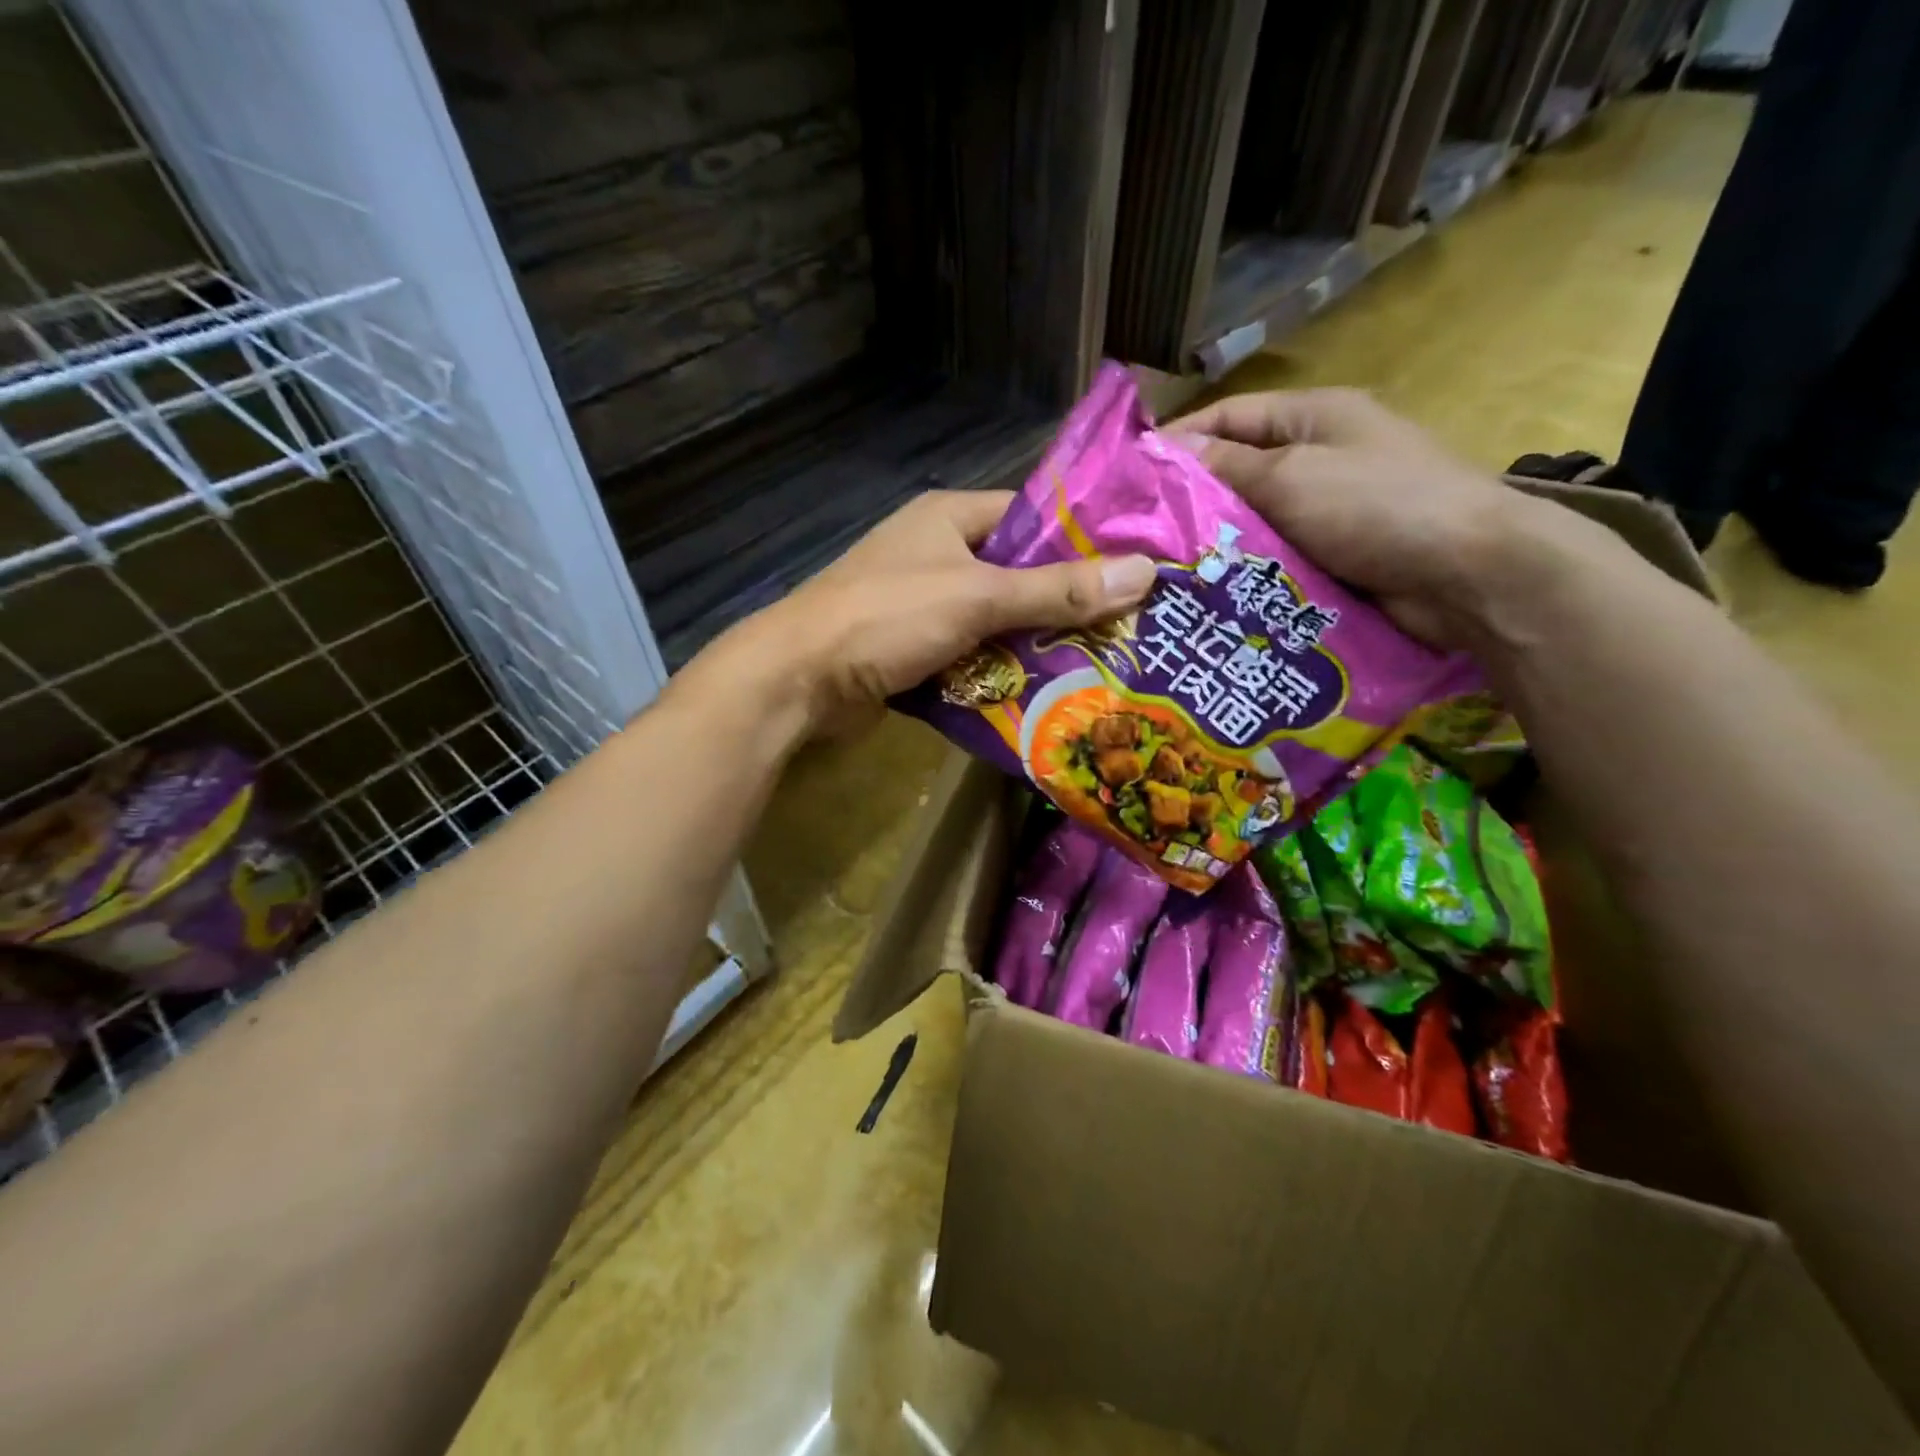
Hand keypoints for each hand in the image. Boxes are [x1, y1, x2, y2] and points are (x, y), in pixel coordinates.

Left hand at [740, 490, 1156, 737]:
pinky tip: (1043, 694)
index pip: (1031, 517)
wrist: (800, 680)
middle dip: (1064, 604)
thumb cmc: (887, 618)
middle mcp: (938, 554)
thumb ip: (1056, 590)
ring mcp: (923, 604)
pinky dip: (999, 673)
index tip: (1134, 569)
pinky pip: (971, 655)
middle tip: (1127, 630)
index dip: (1082, 540)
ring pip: (996, 620)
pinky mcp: (913, 649)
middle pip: (1018, 574)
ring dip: (1035, 645)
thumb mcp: (977, 597)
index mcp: (949, 517)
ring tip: (1100, 666)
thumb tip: (1144, 571)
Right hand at [1168, 388, 1519, 645]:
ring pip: (1253, 522)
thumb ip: (1227, 467)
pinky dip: (1246, 571)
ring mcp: (1328, 509)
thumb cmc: (1378, 505)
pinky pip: (1275, 558)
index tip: (1128, 478)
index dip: (1177, 441)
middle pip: (1236, 472)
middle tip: (1137, 536)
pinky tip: (1209, 593)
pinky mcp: (1334, 556)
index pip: (1227, 417)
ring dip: (1216, 543)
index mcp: (1312, 416)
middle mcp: (1318, 456)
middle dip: (1190, 501)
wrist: (1470, 575)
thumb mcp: (1292, 475)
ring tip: (1162, 571)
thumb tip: (1169, 455)